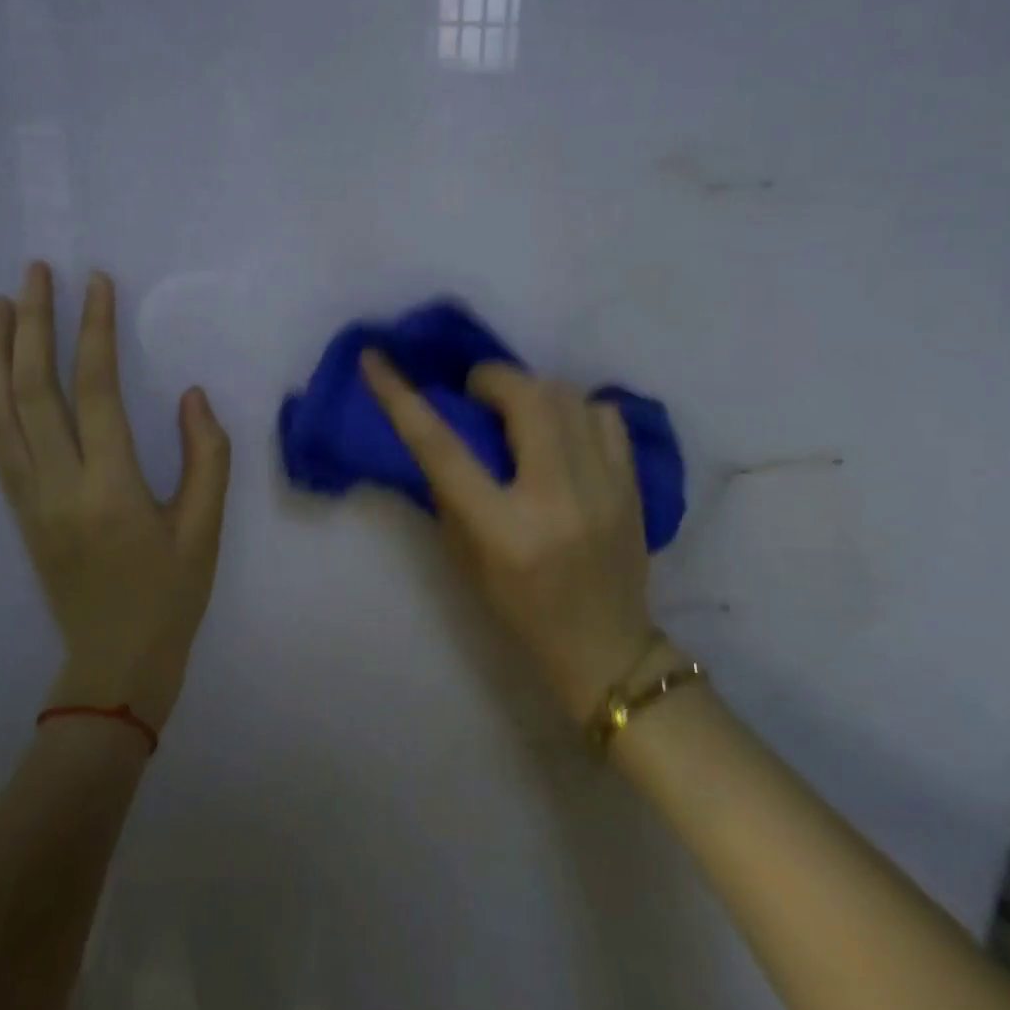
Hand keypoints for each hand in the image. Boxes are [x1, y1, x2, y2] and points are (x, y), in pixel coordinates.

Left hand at [0, 264, 231, 731]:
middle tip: (35, 273)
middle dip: (33, 325)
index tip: (97, 284)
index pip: (96, 393)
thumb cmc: (169, 596)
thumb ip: (207, 457)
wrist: (112, 664)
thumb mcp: (206, 530)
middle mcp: (57, 486)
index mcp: (110, 490)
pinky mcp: (16, 510)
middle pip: (32, 391)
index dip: (94, 332)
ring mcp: (27, 499)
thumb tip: (193, 395)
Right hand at [362, 354, 659, 723]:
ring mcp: (604, 486)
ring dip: (532, 391)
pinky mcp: (634, 483)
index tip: (375, 359)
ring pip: (567, 395)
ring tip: (519, 413)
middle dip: (490, 379)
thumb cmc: (520, 612)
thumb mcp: (465, 558)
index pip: (442, 447)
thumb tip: (437, 431)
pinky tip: (563, 430)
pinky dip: (575, 408)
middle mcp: (556, 498)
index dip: (400, 397)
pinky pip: (604, 413)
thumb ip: (448, 492)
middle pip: (524, 397)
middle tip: (476, 395)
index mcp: (503, 529)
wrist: (605, 650)